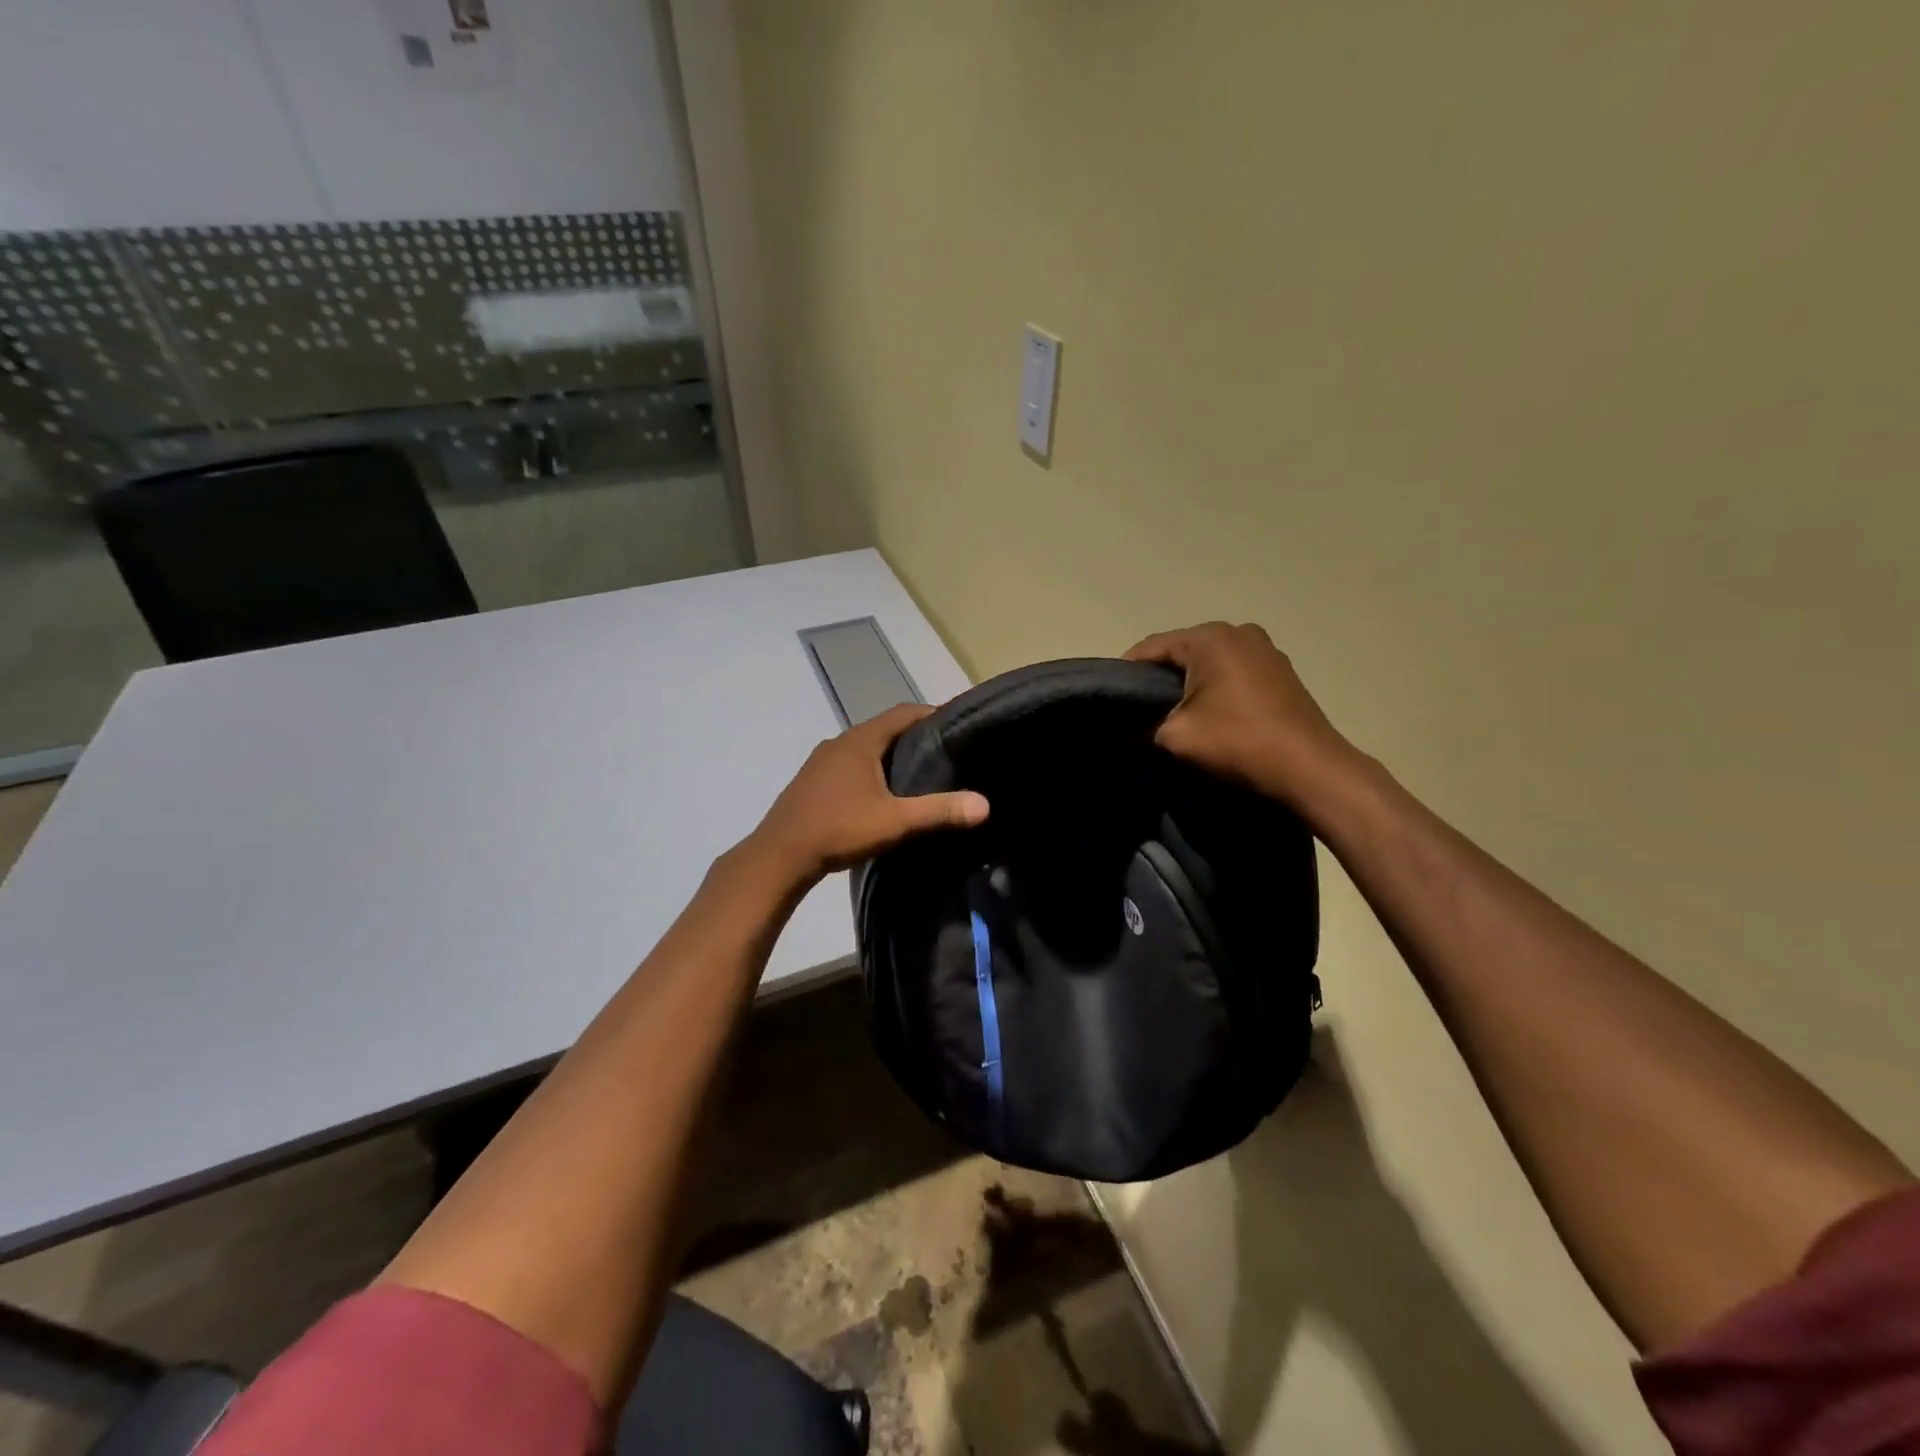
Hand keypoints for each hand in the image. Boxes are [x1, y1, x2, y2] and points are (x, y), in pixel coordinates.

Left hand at [748, 702, 989, 883]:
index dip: (933, 714)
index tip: (959, 726)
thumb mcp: (894, 822)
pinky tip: (884, 793)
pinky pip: (851, 764)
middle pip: (886, 729)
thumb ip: (939, 811)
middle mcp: (840, 741)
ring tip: (922, 773)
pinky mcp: (813, 780)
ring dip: (892, 755)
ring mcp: (822, 760)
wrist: (778, 857)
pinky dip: (873, 769)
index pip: (904, 712)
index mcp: (860, 740)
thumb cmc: (838, 829)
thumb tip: (984, 804)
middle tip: (948, 752)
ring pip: (867, 748)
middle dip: (916, 737)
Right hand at [1126, 622, 1362, 814]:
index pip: (1151, 647)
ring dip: (1188, 684)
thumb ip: (1140, 725)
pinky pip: (1233, 672)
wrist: (1310, 770)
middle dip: (1157, 678)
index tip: (1110, 699)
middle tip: (1137, 710)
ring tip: (1172, 715)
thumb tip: (1122, 724)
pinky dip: (1215, 688)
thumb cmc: (1238, 743)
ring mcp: (1265, 649)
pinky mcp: (1282, 671)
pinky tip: (1208, 715)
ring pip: (1209, 662)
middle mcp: (1239, 632)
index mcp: (1210, 637)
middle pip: (1182, 651)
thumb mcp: (1175, 737)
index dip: (1125, 672)